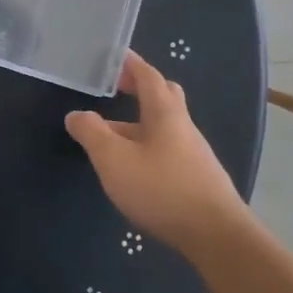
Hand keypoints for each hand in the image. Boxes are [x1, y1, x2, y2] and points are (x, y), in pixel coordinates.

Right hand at [66, 51, 243, 256]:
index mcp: (165, 113)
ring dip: (139, 124)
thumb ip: (91, 133)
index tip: (115, 55)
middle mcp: (183, 127)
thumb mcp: (113, 159)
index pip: (148, 76)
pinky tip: (134, 169)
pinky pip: (168, 151)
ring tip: (112, 136)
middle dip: (141, 88)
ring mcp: (194, 155)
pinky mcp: (197, 180)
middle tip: (117, 88)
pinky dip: (148, 148)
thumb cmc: (161, 189)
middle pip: (164, 97)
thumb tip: (76, 114)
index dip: (131, 63)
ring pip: (164, 128)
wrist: (217, 237)